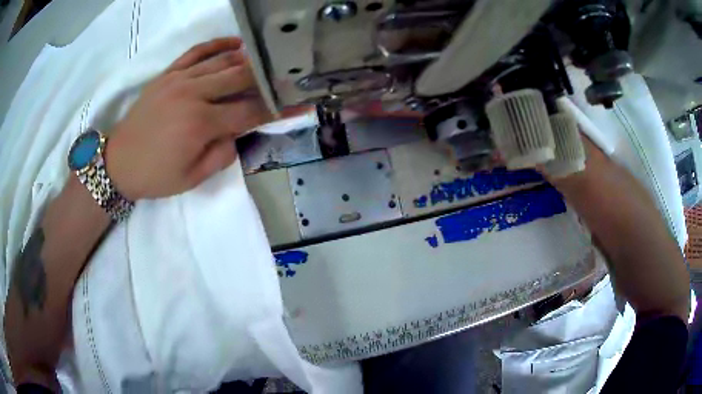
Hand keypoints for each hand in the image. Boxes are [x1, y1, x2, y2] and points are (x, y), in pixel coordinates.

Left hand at [106, 37, 272, 200]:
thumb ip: (221, 155)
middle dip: (267, 78)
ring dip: (248, 60)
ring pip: (222, 61)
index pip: (248, 112)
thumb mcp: (191, 178)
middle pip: (240, 78)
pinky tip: (235, 43)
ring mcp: (179, 80)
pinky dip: (218, 45)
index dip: (276, 109)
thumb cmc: (154, 175)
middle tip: (285, 78)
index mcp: (200, 124)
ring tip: (267, 62)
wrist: (118, 163)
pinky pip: (196, 52)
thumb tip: (240, 132)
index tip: (299, 104)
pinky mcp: (168, 74)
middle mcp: (193, 94)